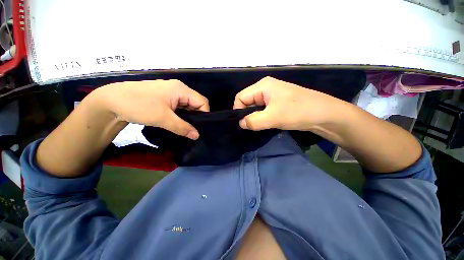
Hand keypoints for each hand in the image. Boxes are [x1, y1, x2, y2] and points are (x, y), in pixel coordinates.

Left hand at [95, 79, 208, 139]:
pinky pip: (179, 107)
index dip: (204, 114)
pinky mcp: (165, 98)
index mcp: (181, 89)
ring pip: (188, 106)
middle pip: (196, 103)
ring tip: (188, 128)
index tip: (201, 127)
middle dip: (197, 116)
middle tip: (195, 129)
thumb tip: (197, 136)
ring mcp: (171, 93)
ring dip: (189, 117)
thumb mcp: (163, 118)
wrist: (111, 101)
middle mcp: (178, 89)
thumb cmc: (139, 105)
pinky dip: (181, 115)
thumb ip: (182, 127)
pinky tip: (179, 123)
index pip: (202, 102)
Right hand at [233, 76, 344, 130]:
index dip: (239, 110)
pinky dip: (261, 118)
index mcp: (263, 86)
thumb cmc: (298, 112)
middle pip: (247, 101)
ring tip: (261, 126)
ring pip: (255, 107)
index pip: (241, 97)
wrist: (325, 115)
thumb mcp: (273, 117)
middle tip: (253, 126)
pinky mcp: (277, 104)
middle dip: (247, 115)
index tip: (243, 124)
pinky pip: (263, 111)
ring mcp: (272, 96)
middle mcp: (265, 88)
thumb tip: (241, 124)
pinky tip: (266, 124)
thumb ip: (253, 121)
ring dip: (255, 117)